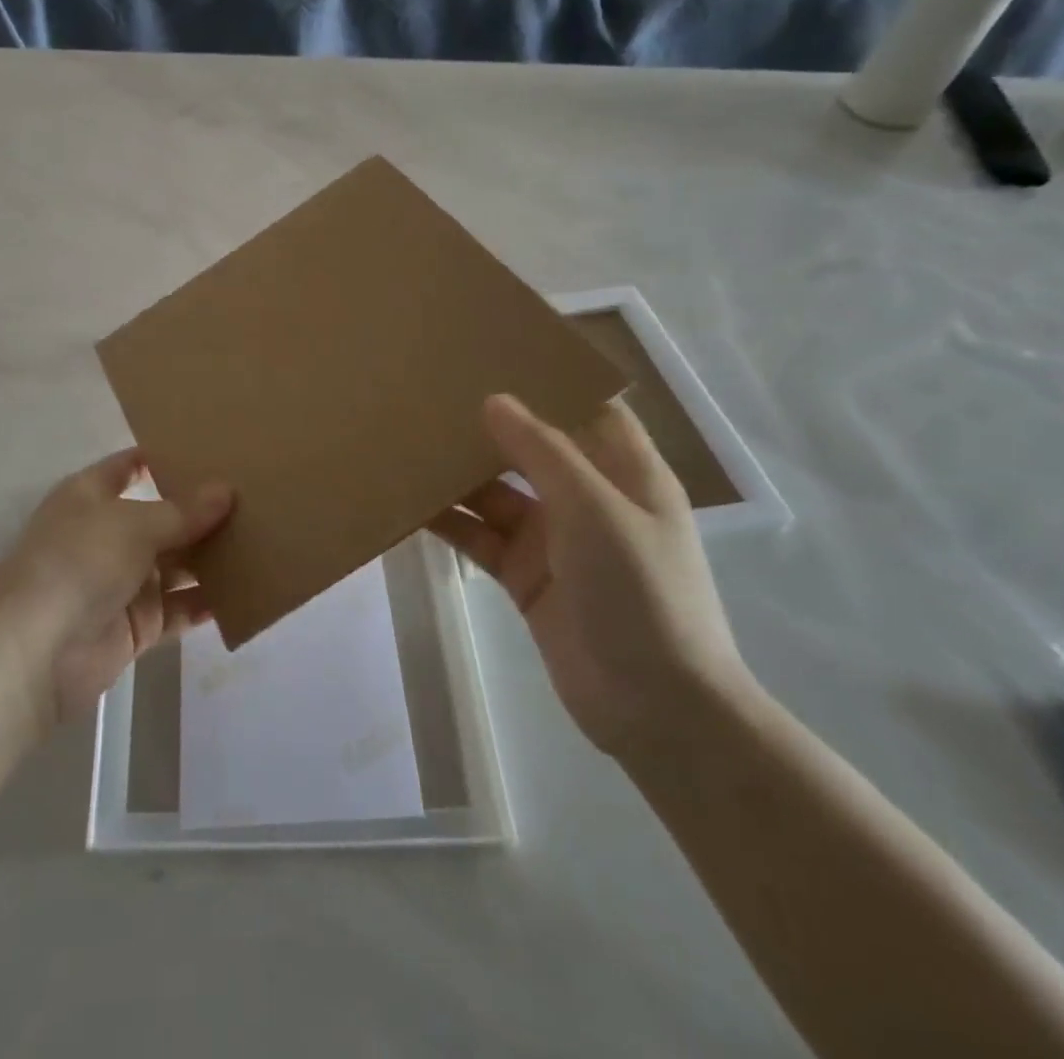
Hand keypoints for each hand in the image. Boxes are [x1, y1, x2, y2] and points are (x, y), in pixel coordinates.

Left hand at [0, 450, 233, 725]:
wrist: (35, 651)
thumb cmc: (78, 562)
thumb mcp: (132, 524)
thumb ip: (182, 511)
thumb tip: (226, 490)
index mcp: (91, 496)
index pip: (130, 466)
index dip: (165, 457)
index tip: (212, 449)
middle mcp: (107, 535)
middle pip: (161, 517)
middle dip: (201, 511)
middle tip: (254, 496)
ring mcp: (122, 582)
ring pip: (175, 564)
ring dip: (210, 557)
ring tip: (262, 540)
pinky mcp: (136, 625)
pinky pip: (179, 608)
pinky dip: (207, 602)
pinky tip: (248, 591)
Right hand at [428, 395, 749, 756]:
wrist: (654, 709)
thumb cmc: (641, 593)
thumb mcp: (596, 509)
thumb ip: (543, 452)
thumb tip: (494, 400)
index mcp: (625, 472)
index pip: (589, 409)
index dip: (550, 381)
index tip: (496, 355)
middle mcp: (588, 498)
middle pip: (532, 448)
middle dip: (489, 426)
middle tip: (433, 394)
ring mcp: (553, 539)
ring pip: (498, 492)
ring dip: (460, 474)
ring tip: (408, 442)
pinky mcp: (524, 576)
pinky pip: (480, 536)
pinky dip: (450, 522)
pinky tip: (411, 503)